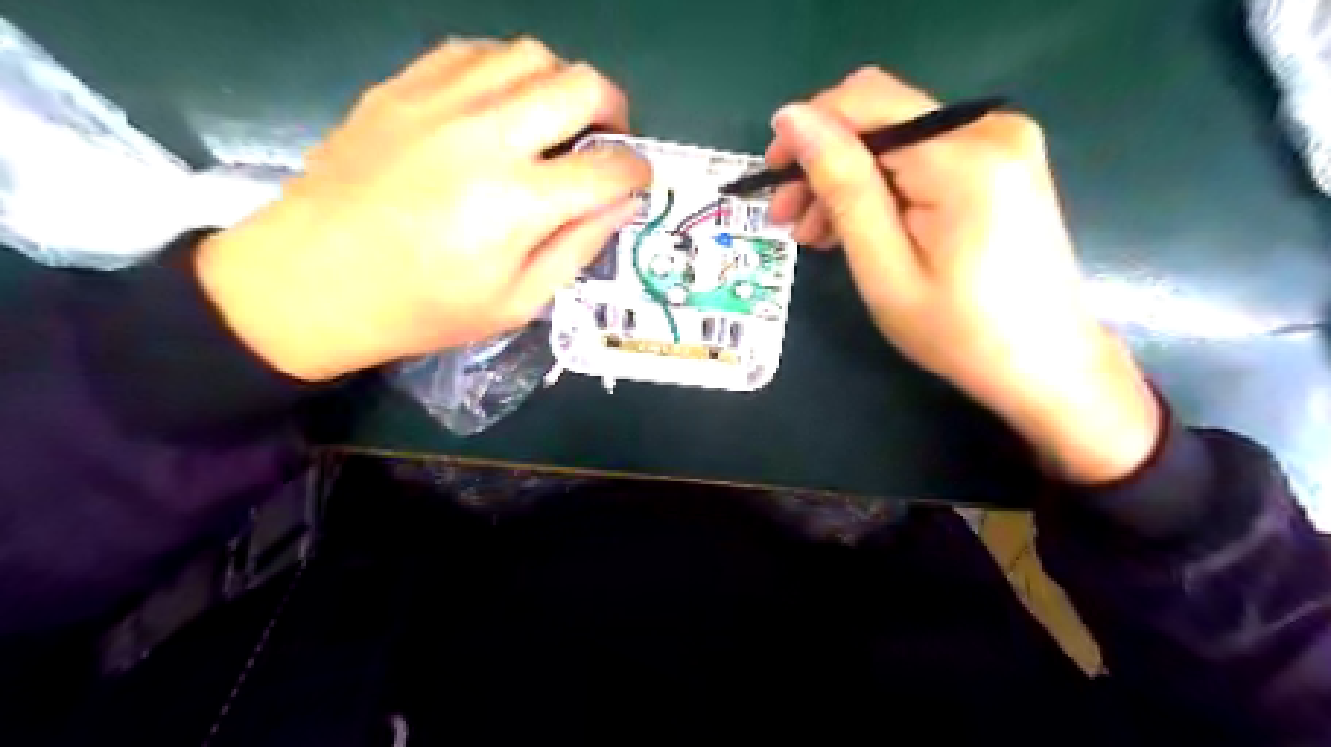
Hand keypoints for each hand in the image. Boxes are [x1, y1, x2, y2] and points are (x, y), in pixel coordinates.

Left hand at [195, 38, 651, 382]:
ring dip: (561, 85)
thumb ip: (577, 247)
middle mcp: (487, 136)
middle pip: (582, 86)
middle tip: (607, 140)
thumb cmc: (423, 307)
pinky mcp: (403, 87)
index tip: (637, 182)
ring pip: (531, 55)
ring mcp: (441, 101)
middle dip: (615, 111)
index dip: (638, 172)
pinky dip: (507, 72)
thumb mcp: (517, 302)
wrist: (312, 280)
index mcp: (520, 203)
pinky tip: (501, 105)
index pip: (609, 168)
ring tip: (555, 122)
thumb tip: (621, 202)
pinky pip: (475, 52)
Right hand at [764, 70, 1160, 485]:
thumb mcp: (885, 267)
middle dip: (823, 160)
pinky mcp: (1001, 161)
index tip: (770, 176)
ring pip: (895, 137)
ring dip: (847, 177)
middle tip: (785, 216)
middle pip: (879, 117)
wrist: (1045, 363)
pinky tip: (854, 225)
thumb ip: (843, 186)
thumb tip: (793, 119)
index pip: (865, 102)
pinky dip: (881, 186)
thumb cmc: (959, 332)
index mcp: (964, 156)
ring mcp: (1001, 141)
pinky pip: (920, 156)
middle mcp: (990, 128)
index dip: (807, 128)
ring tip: (813, 232)